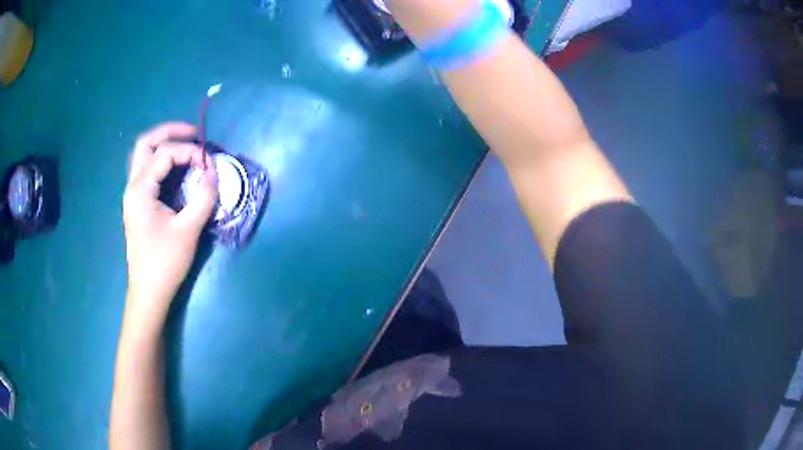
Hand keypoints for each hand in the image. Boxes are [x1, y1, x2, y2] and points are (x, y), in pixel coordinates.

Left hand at [122, 122, 217, 321]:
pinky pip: (146, 170)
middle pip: (145, 143)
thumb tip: (214, 172)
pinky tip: (176, 168)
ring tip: (186, 145)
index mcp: (140, 190)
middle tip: (193, 134)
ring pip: (143, 155)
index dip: (189, 152)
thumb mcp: (188, 230)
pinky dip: (161, 161)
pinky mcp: (137, 204)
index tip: (209, 164)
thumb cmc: (165, 263)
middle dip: (170, 132)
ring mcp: (132, 195)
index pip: (165, 154)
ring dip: (163, 144)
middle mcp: (132, 186)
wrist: (148, 292)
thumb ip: (203, 197)